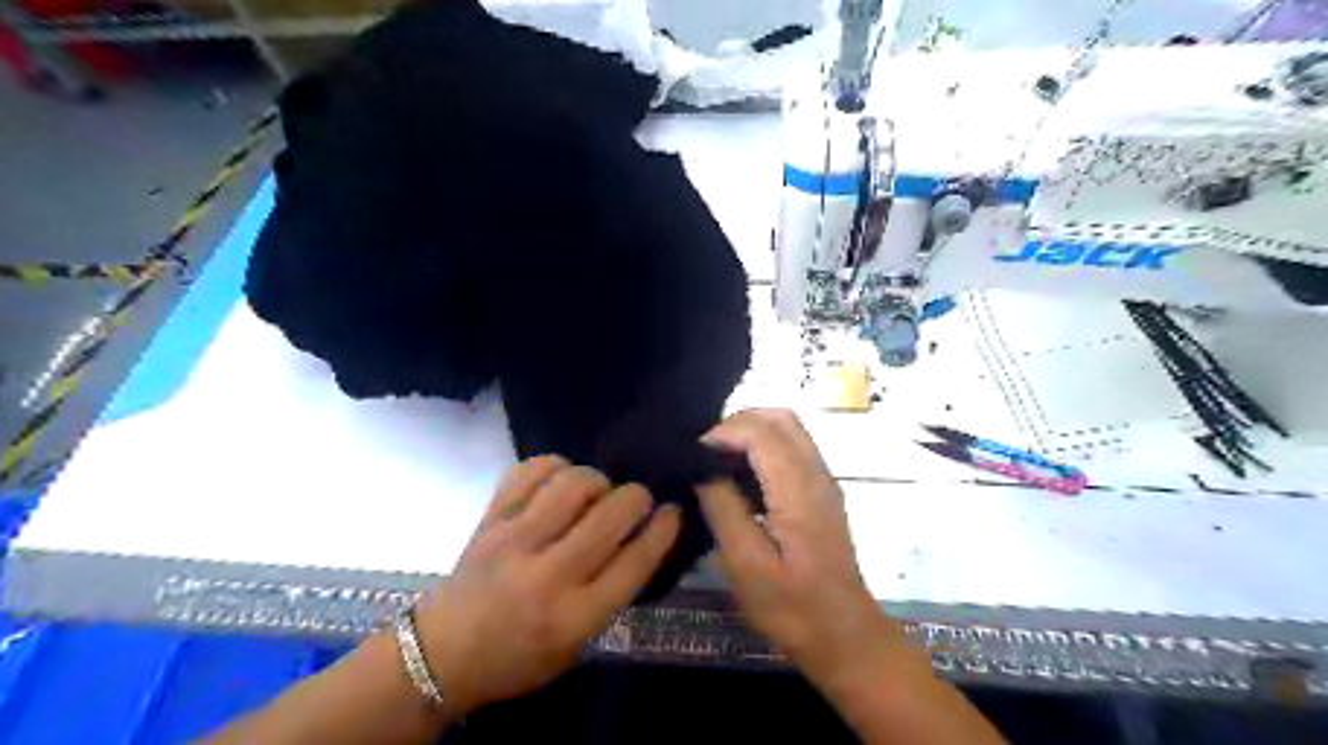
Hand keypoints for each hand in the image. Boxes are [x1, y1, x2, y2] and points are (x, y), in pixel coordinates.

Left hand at [412, 456, 684, 718]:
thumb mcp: (577, 643)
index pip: (635, 561)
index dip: (663, 529)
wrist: (442, 653)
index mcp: (574, 616)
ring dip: (596, 479)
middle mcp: (548, 574)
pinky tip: (560, 479)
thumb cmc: (519, 657)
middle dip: (637, 496)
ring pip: (572, 484)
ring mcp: (514, 540)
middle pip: (610, 515)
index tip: (673, 511)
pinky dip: (554, 466)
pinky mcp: (490, 519)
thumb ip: (612, 591)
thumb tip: (642, 534)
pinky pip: (529, 471)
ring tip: (596, 491)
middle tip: (636, 499)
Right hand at [696, 411, 903, 696]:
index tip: (694, 456)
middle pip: (780, 418)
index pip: (761, 431)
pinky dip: (764, 447)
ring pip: (789, 430)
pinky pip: (793, 450)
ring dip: (752, 433)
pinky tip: (741, 478)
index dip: (723, 433)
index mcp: (798, 489)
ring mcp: (824, 482)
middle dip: (738, 424)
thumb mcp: (746, 564)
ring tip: (718, 461)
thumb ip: (723, 508)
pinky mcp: (822, 494)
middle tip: (706, 452)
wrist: (845, 637)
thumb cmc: (792, 607)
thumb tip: (704, 470)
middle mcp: (817, 474)